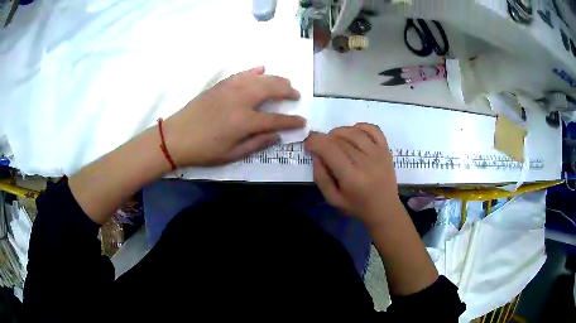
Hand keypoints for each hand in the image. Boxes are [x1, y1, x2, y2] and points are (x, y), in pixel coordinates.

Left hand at [163, 66, 304, 166]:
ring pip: (260, 78)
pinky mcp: (220, 85)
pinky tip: (261, 69)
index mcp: (244, 121)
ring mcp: (230, 89)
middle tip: (296, 95)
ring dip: (276, 79)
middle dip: (288, 91)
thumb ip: (257, 144)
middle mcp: (241, 100)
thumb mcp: (232, 155)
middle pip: (272, 89)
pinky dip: (253, 71)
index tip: (302, 122)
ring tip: (286, 83)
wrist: (176, 136)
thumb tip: (277, 135)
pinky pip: (241, 74)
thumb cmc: (204, 150)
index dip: (292, 121)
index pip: (276, 119)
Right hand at [304, 123, 398, 225]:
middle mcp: (366, 162)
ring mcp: (379, 154)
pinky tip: (353, 132)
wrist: (385, 209)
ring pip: (355, 132)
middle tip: (319, 145)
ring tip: (333, 139)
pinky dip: (361, 126)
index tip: (308, 143)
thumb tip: (316, 155)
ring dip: (339, 131)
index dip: (315, 142)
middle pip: (341, 140)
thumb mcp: (333, 199)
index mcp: (352, 178)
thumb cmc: (357, 206)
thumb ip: (321, 178)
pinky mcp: (386, 150)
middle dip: (324, 138)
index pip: (330, 150)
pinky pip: (373, 129)